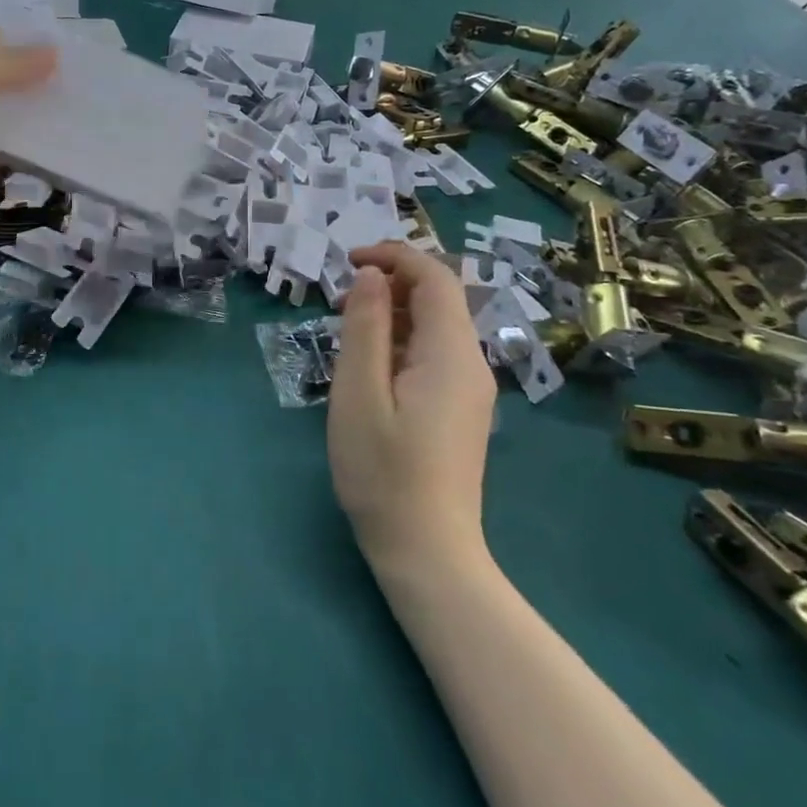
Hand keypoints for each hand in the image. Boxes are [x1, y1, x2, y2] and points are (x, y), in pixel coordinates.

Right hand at [328, 243, 495, 566]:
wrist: (427, 550)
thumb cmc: (383, 471)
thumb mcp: (359, 393)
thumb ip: (365, 328)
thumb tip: (370, 276)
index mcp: (450, 354)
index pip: (434, 278)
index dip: (393, 256)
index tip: (347, 263)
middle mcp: (470, 364)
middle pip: (438, 299)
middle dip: (388, 285)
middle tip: (336, 304)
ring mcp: (469, 389)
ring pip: (434, 328)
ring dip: (391, 314)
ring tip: (346, 335)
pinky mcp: (460, 410)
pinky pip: (433, 356)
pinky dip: (400, 343)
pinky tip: (369, 369)